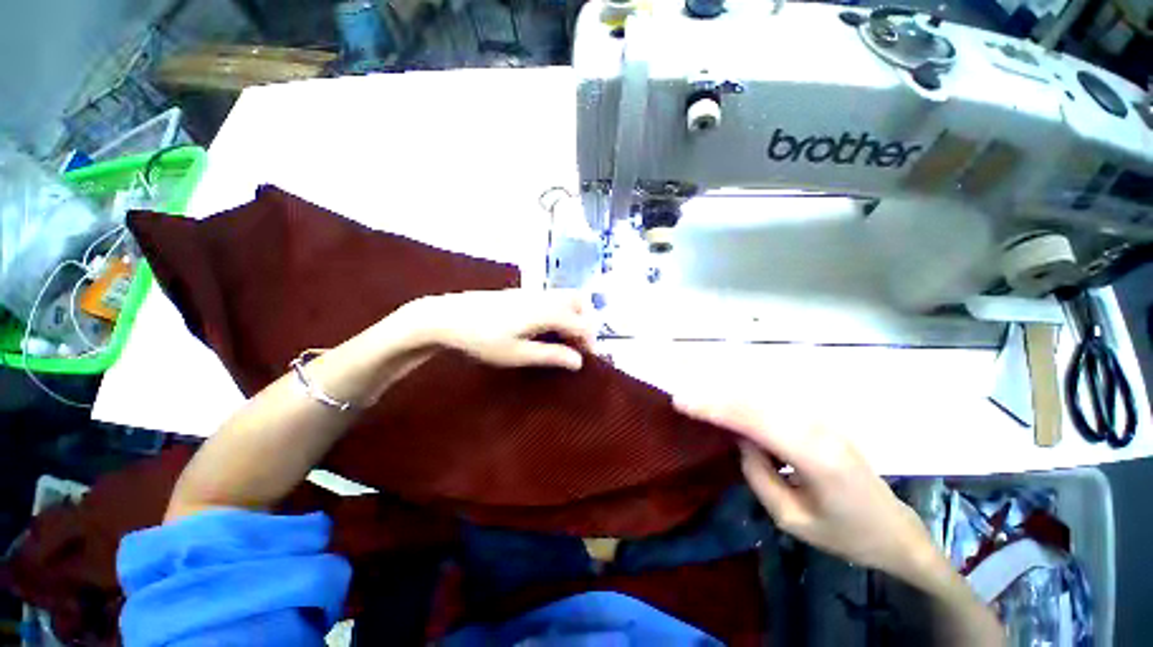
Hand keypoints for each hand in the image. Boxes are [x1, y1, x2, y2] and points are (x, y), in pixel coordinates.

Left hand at [400, 289, 595, 370]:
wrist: (447, 317)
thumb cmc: (481, 339)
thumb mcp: (516, 354)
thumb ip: (550, 355)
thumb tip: (578, 362)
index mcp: (546, 312)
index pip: (581, 323)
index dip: (590, 340)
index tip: (588, 359)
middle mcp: (544, 297)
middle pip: (579, 301)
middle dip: (586, 321)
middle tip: (579, 344)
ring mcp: (532, 292)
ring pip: (565, 296)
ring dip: (573, 314)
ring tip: (564, 337)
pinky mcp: (522, 293)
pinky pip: (552, 298)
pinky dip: (560, 311)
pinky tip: (546, 328)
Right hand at [674, 398, 935, 580]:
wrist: (895, 530)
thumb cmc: (845, 533)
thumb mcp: (793, 520)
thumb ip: (759, 476)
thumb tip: (740, 439)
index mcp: (815, 457)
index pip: (754, 421)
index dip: (715, 409)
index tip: (683, 403)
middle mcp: (818, 428)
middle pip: (756, 403)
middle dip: (715, 398)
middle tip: (683, 398)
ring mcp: (822, 420)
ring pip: (765, 397)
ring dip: (728, 394)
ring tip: (698, 396)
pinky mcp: (820, 420)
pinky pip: (775, 403)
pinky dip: (745, 399)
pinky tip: (728, 400)